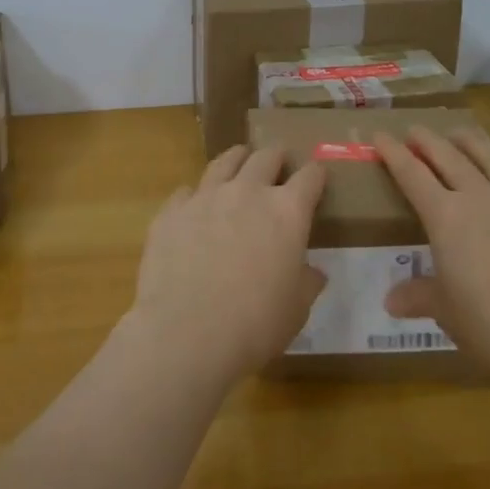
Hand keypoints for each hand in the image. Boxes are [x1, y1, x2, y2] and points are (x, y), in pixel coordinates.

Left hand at [127, 145, 327, 384]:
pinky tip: (195, 204)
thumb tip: (312, 272)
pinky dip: (196, 194)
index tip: (317, 174)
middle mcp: (247, 192)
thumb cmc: (254, 324)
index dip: (316, 174)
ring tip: (240, 158)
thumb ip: (306, 282)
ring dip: (237, 158)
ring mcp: (205, 197)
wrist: (186, 332)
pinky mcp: (171, 211)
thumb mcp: (296, 310)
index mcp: (286, 212)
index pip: (309, 178)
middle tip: (279, 159)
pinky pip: (187, 191)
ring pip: (224, 162)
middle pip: (265, 157)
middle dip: (276, 156)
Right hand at [374, 126, 489, 378]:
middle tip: (415, 130)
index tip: (379, 135)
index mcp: (445, 216)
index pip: (411, 173)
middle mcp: (482, 198)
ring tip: (462, 134)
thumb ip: (418, 296)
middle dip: (428, 140)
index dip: (392, 152)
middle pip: (450, 156)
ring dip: (474, 143)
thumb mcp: (445, 311)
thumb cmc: (489, 325)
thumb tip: (390, 301)